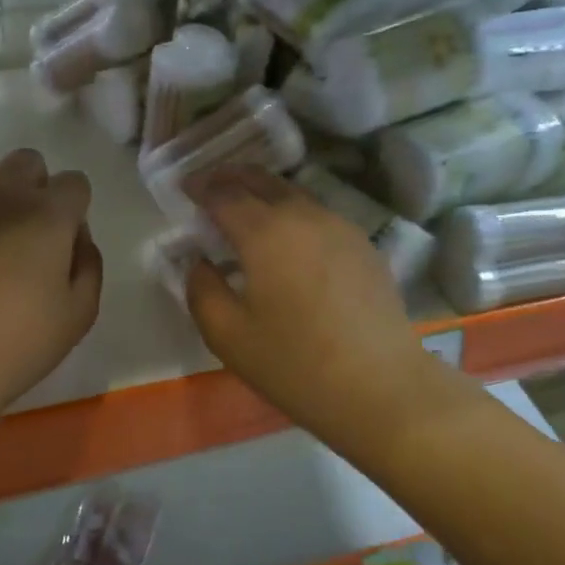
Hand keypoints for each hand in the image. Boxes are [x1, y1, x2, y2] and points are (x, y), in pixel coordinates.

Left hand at [0, 150, 102, 412]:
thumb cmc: (15, 343)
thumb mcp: (79, 315)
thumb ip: (88, 265)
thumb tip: (76, 237)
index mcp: (47, 214)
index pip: (74, 183)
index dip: (74, 209)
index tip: (64, 240)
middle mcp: (0, 191)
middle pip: (26, 161)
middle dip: (34, 187)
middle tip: (25, 233)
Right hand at [183, 166, 429, 441]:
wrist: (380, 387)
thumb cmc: (295, 364)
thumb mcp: (228, 335)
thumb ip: (202, 289)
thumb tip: (199, 262)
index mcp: (265, 232)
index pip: (224, 193)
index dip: (200, 187)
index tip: (184, 188)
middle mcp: (304, 216)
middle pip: (263, 181)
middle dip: (232, 178)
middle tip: (211, 186)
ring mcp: (340, 227)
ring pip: (295, 195)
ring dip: (265, 194)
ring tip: (247, 211)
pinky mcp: (364, 246)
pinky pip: (319, 216)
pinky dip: (294, 214)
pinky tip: (289, 240)